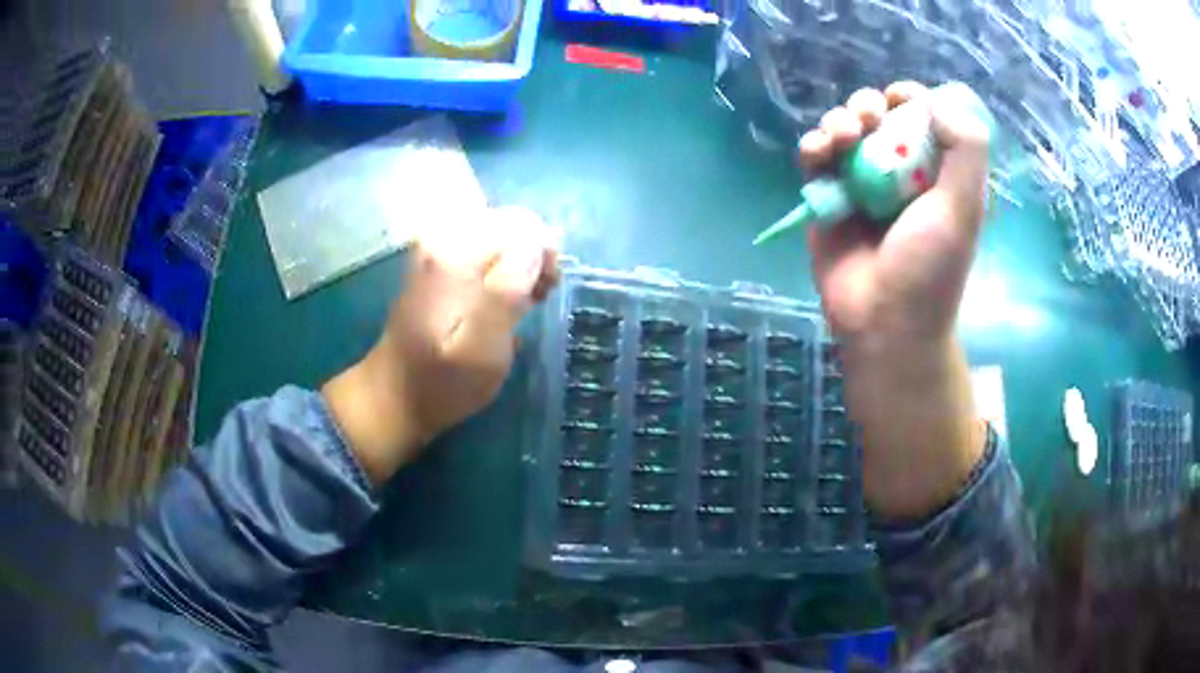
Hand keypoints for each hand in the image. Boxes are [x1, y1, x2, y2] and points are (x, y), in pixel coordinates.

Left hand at [323, 206, 559, 485]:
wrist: (395, 395)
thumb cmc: (442, 383)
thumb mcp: (481, 353)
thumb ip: (505, 295)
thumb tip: (533, 246)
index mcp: (452, 255)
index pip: (521, 223)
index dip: (543, 254)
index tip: (545, 292)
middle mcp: (442, 237)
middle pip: (511, 220)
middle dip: (534, 254)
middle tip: (538, 297)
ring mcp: (436, 245)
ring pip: (501, 229)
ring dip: (521, 259)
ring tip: (525, 298)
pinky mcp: (438, 258)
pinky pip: (485, 242)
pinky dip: (504, 263)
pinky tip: (505, 293)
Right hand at [800, 83, 990, 518]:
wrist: (885, 324)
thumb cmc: (930, 270)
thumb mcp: (963, 208)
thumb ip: (965, 149)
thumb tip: (936, 100)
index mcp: (936, 172)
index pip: (923, 118)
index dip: (911, 98)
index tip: (899, 98)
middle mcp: (898, 172)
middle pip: (878, 117)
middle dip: (868, 107)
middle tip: (867, 120)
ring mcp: (861, 185)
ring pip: (843, 130)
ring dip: (838, 122)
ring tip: (842, 138)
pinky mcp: (828, 199)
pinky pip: (815, 159)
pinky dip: (813, 147)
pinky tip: (818, 154)